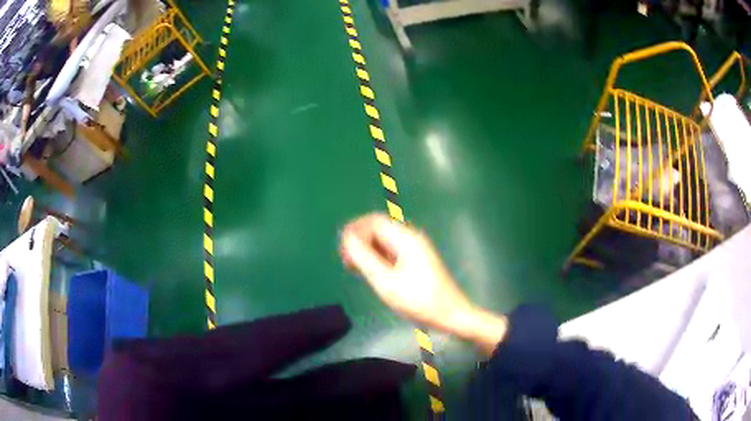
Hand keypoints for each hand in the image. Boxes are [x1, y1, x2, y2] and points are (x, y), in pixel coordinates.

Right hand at [340, 214, 506, 353]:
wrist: (452, 315)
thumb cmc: (419, 301)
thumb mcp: (386, 282)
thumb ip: (364, 258)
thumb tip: (347, 238)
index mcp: (405, 238)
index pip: (373, 221)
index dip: (354, 231)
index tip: (342, 252)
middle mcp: (411, 238)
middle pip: (378, 229)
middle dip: (359, 241)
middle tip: (346, 263)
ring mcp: (415, 250)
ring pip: (384, 241)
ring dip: (367, 250)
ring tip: (355, 269)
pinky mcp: (416, 261)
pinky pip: (391, 251)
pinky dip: (378, 258)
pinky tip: (372, 274)